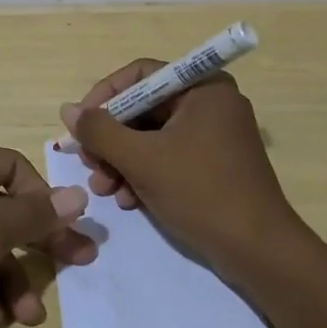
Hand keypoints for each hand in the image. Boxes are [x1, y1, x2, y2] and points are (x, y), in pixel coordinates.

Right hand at [60, 61, 301, 279]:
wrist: (259, 253)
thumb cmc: (201, 192)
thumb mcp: (141, 159)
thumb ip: (100, 131)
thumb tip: (67, 109)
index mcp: (202, 88)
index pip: (140, 74)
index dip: (105, 95)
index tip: (81, 124)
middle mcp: (210, 103)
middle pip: (143, 107)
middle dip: (111, 138)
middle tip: (88, 163)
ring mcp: (214, 135)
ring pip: (151, 135)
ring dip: (121, 160)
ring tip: (103, 189)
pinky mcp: (213, 165)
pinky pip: (168, 156)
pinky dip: (143, 173)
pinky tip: (127, 199)